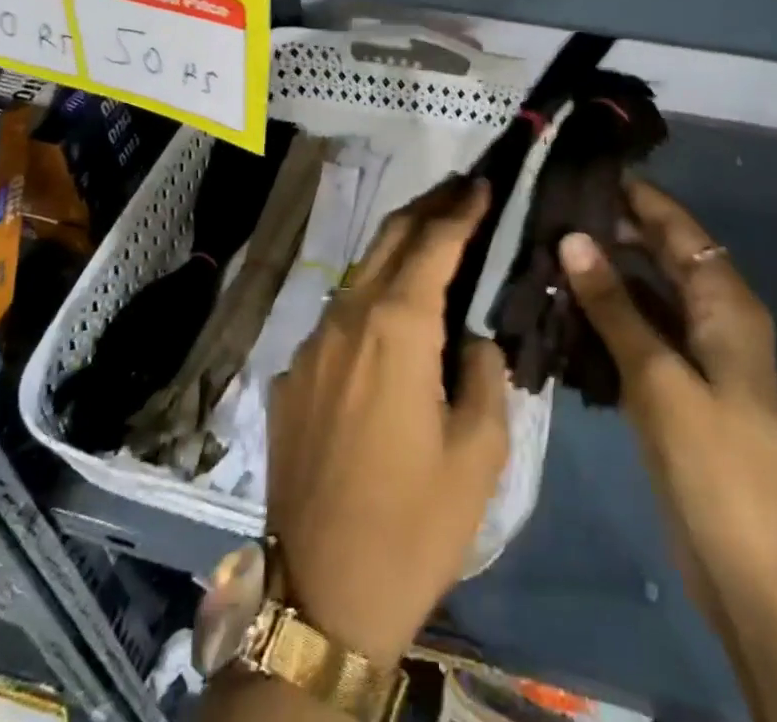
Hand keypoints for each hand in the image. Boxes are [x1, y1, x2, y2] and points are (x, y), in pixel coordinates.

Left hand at [267, 178, 509, 668]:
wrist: (322, 594)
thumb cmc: (415, 522)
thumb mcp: (479, 451)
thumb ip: (485, 373)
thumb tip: (472, 338)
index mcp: (397, 326)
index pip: (434, 243)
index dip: (461, 208)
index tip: (481, 182)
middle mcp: (347, 317)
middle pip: (389, 237)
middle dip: (427, 206)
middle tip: (459, 189)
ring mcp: (311, 344)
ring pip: (361, 273)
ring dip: (397, 248)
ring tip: (432, 240)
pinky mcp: (291, 375)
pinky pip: (338, 319)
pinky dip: (370, 299)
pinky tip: (389, 320)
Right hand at [559, 181, 776, 616]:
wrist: (747, 569)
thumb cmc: (710, 462)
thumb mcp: (656, 376)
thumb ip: (613, 304)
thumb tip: (573, 237)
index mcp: (726, 303)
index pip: (678, 228)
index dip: (637, 197)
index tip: (587, 171)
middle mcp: (717, 315)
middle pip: (664, 254)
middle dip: (615, 231)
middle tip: (553, 210)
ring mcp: (700, 351)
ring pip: (649, 291)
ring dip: (608, 273)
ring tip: (550, 249)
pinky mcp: (682, 381)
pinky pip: (643, 328)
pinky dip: (611, 313)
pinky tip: (568, 306)